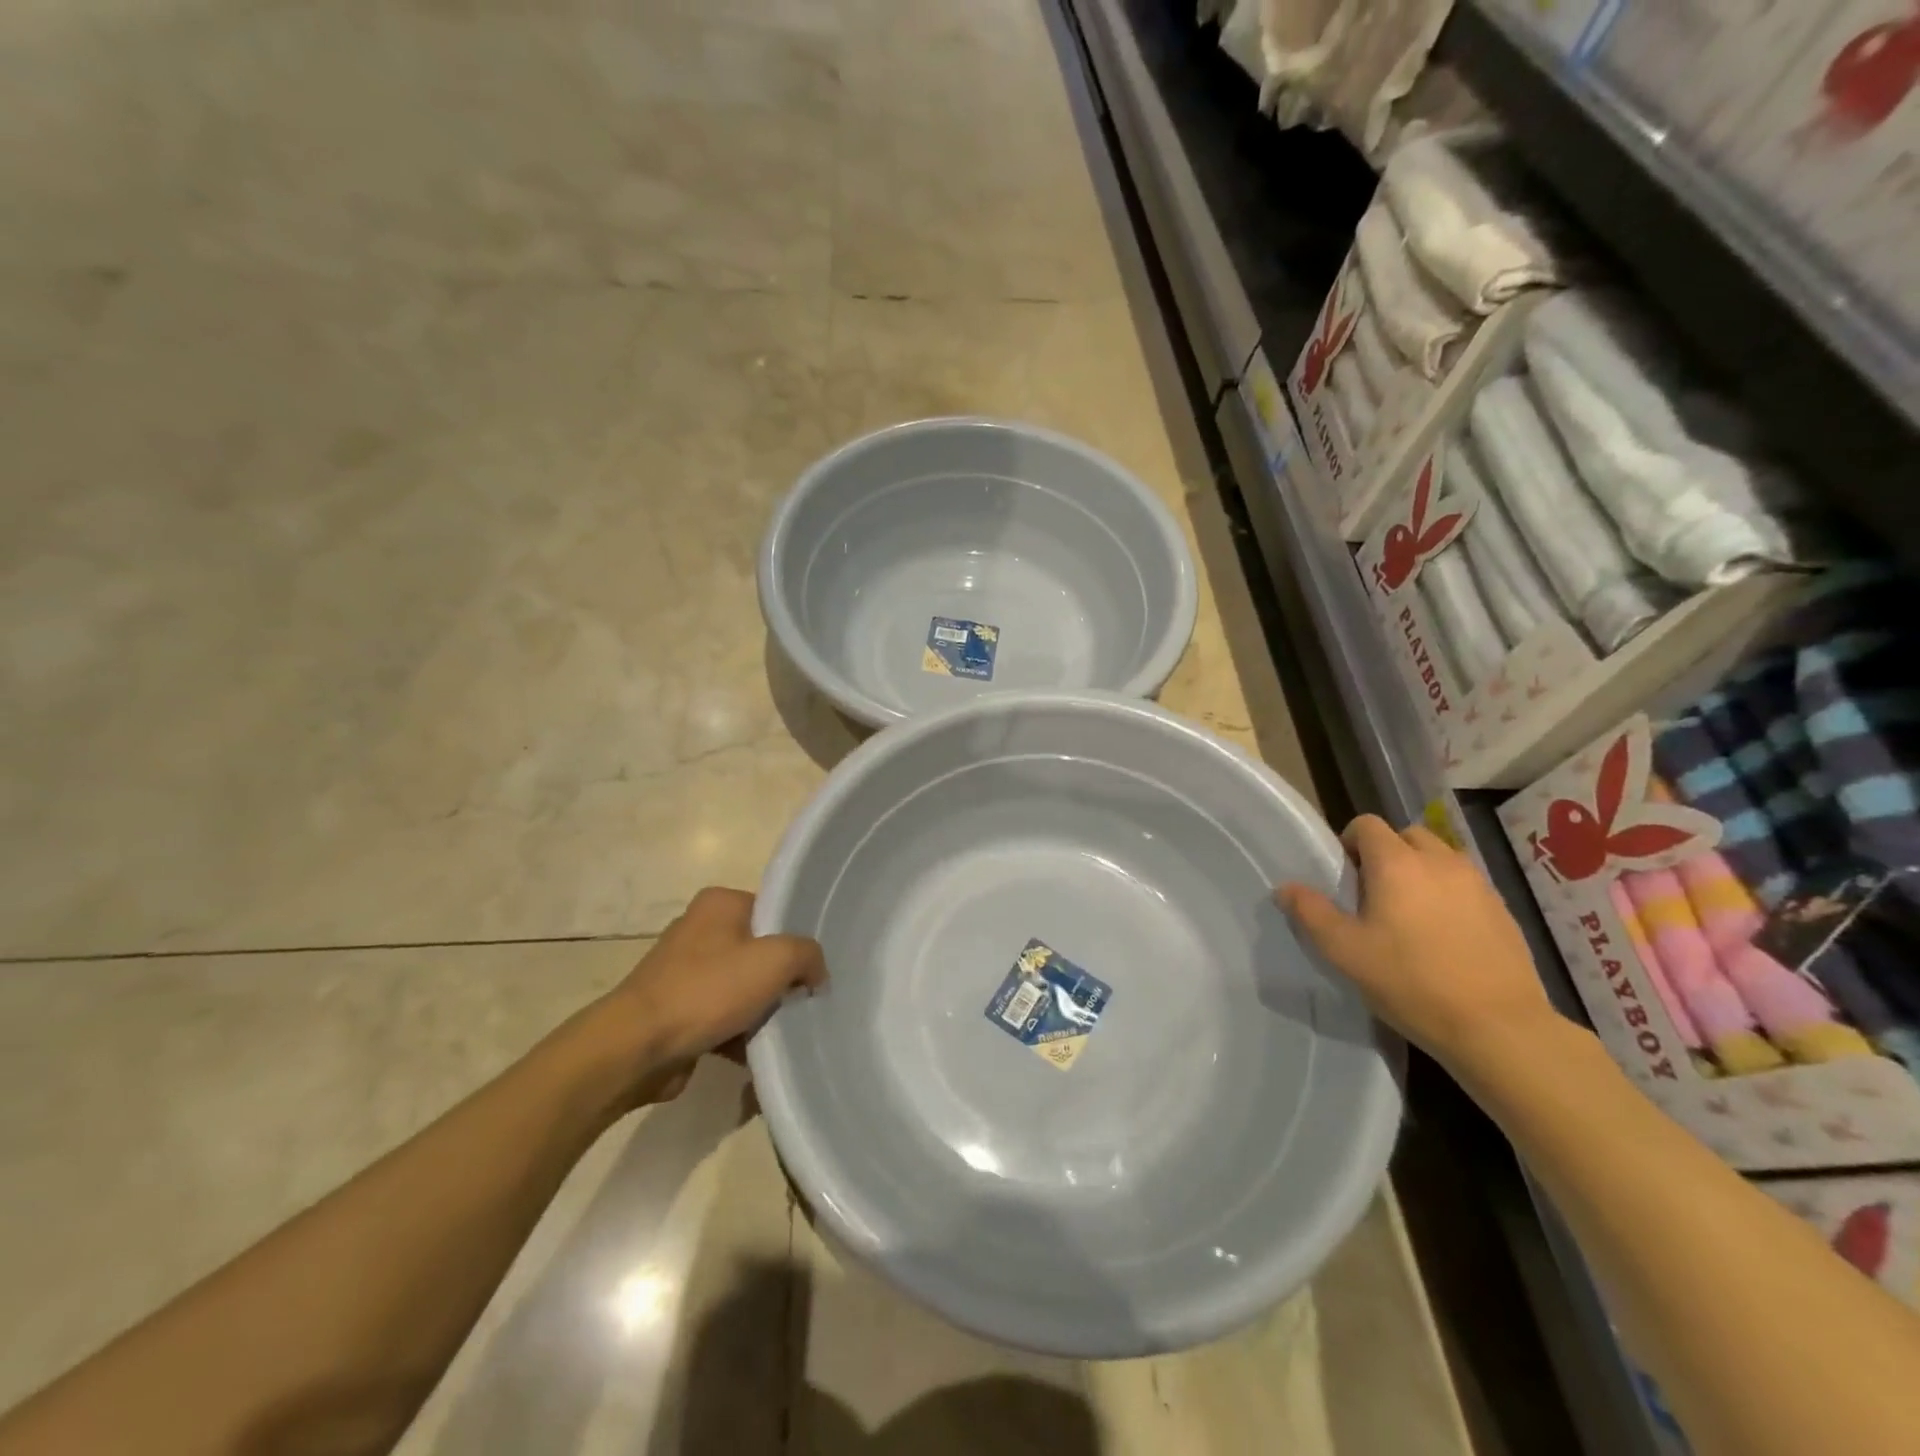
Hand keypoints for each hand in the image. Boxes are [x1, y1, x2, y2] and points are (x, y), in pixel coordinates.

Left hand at [599, 887, 826, 1105]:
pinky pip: (720, 1017)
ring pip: (741, 987)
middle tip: (805, 1001)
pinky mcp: (675, 1010)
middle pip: (759, 952)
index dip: (797, 938)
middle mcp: (699, 929)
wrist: (637, 1047)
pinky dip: (738, 1035)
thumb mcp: (776, 960)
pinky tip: (758, 1055)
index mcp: (720, 904)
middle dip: (781, 980)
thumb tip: (815, 973)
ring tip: (786, 1032)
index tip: (815, 968)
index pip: (773, 911)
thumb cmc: (708, 990)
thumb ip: (808, 955)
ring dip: (761, 1012)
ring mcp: (683, 971)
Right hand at [1278, 815, 1556, 1072]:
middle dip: (1386, 853)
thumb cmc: (1410, 982)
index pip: (1367, 825)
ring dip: (1420, 872)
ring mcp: (1477, 885)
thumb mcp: (1344, 951)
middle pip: (1407, 835)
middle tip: (1374, 895)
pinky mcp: (1502, 910)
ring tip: (1409, 915)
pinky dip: (1449, 895)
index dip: (1349, 843)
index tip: (1345, 878)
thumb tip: (1286, 887)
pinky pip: (1466, 885)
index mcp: (1397, 863)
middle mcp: (1440, 861)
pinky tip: (1443, 937)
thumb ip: (1310, 912)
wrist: (1498, 1028)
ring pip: (1440, 858)